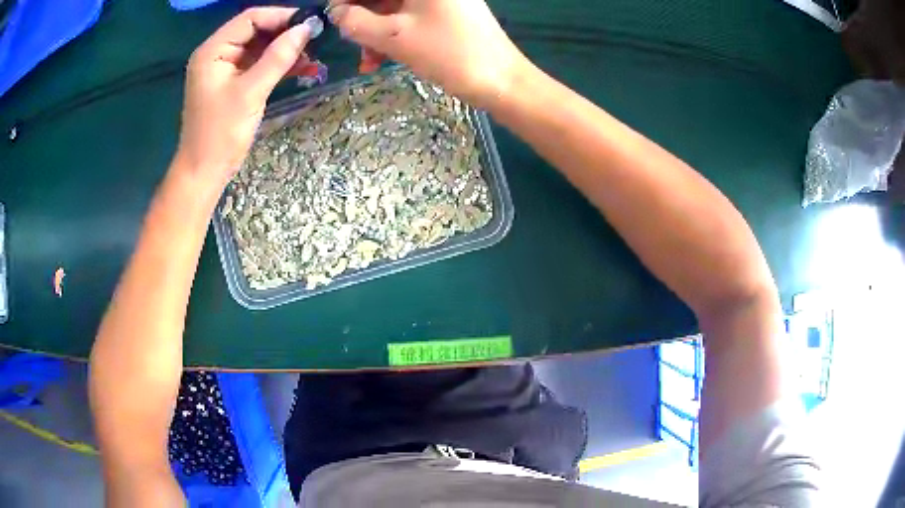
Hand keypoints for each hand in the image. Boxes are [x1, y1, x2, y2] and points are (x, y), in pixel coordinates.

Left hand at [176, 7, 321, 187]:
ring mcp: (225, 68)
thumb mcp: (251, 92)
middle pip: (256, 30)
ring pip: (260, 47)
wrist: (205, 172)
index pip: (250, 18)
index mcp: (213, 51)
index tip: (311, 23)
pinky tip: (302, 67)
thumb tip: (306, 28)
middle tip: (315, 39)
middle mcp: (217, 54)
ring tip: (312, 56)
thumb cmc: (221, 133)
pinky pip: (259, 64)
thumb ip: (278, 57)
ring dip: (285, 49)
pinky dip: (278, 64)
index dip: (281, 16)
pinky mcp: (233, 82)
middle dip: (285, 33)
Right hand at [328, 0, 526, 108]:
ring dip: (374, 30)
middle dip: (361, 16)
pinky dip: (392, 35)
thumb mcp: (394, 36)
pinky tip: (381, 59)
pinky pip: (408, 18)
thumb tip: (336, 13)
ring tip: (367, 60)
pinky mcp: (445, 13)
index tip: (334, 17)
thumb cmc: (449, 53)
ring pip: (393, 7)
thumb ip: (356, 22)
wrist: (501, 81)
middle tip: (349, 40)